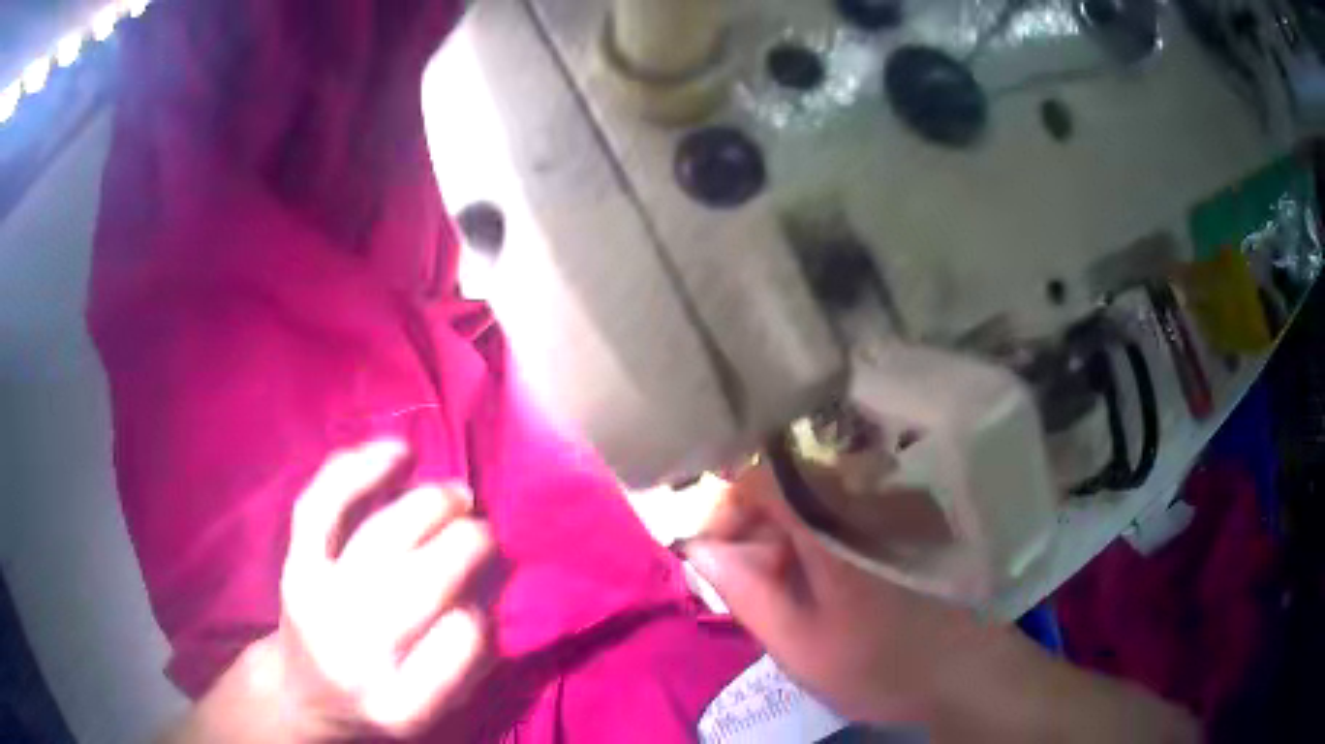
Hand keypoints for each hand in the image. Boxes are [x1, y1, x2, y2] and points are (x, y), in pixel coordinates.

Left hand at [272, 440, 495, 739]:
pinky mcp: (294, 564)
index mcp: (402, 704)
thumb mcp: (432, 710)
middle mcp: (355, 654)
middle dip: (468, 543)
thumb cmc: (379, 700)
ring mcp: (317, 603)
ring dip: (429, 504)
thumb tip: (488, 585)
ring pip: (379, 536)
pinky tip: (398, 453)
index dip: (485, 611)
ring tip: (459, 495)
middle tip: (486, 532)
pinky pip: (321, 504)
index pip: (463, 642)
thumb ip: (468, 662)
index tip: (485, 601)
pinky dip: (360, 469)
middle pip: (422, 582)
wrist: (302, 693)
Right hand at [683, 463, 1196, 741]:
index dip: (726, 505)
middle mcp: (865, 496)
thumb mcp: (798, 643)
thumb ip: (744, 591)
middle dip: (755, 532)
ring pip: (816, 501)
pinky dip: (820, 542)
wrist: (967, 672)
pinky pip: (847, 514)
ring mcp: (892, 506)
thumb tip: (702, 547)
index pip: (762, 473)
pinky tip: (826, 588)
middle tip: (749, 588)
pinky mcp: (909, 522)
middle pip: (787, 486)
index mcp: (833, 520)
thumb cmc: (880, 664)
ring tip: (786, 595)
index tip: (716, 551)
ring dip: (787, 540)